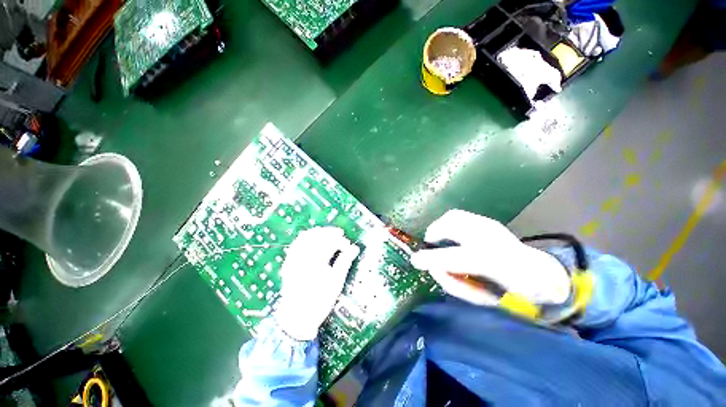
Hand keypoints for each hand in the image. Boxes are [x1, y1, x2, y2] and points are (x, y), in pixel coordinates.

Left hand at [274, 227, 359, 339]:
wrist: (296, 317)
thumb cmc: (319, 301)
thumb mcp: (336, 282)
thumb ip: (345, 262)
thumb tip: (355, 248)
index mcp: (315, 262)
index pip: (330, 243)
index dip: (341, 241)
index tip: (348, 245)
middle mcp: (302, 257)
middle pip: (317, 236)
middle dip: (330, 232)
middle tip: (340, 234)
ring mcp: (293, 258)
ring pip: (306, 236)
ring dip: (319, 232)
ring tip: (328, 234)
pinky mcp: (289, 261)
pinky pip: (297, 243)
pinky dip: (307, 237)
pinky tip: (314, 239)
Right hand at [410, 210, 570, 305]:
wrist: (543, 275)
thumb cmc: (514, 292)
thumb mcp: (483, 297)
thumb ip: (455, 283)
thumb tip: (434, 269)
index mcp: (495, 262)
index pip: (455, 258)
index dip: (431, 259)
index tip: (416, 260)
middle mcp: (492, 237)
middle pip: (452, 224)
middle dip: (434, 232)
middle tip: (429, 245)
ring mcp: (489, 225)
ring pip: (453, 216)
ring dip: (441, 226)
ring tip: (438, 238)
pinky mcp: (488, 222)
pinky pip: (459, 217)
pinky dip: (449, 224)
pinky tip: (451, 235)